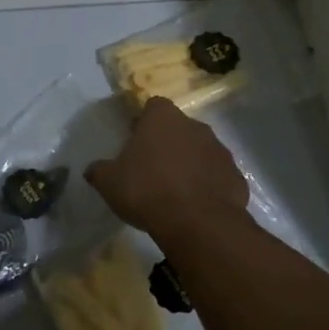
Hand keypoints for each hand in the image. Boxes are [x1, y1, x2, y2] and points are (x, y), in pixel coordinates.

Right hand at [85, 98, 249, 241]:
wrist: (197, 223)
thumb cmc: (147, 191)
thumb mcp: (109, 182)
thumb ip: (99, 171)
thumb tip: (92, 169)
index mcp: (163, 118)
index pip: (153, 106)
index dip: (144, 121)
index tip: (135, 140)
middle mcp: (195, 126)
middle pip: (179, 128)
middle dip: (168, 143)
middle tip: (152, 168)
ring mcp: (220, 150)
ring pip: (201, 151)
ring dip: (189, 164)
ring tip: (174, 190)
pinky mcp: (236, 176)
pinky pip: (217, 176)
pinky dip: (208, 186)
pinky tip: (195, 206)